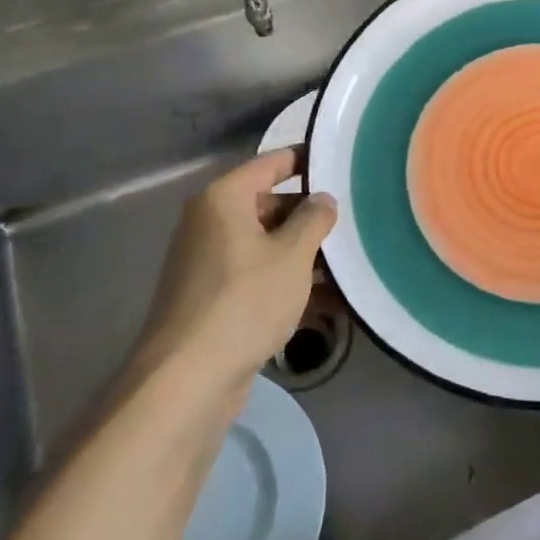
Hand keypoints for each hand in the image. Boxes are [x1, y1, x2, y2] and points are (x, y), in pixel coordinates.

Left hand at [137, 148, 336, 397]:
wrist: (187, 378)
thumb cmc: (244, 301)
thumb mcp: (292, 256)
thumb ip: (313, 219)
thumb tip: (322, 198)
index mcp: (223, 199)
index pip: (271, 163)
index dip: (306, 160)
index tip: (341, 163)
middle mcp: (210, 223)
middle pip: (268, 205)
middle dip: (309, 216)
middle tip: (352, 221)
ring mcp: (209, 263)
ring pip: (266, 245)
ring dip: (304, 254)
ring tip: (349, 263)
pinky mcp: (213, 298)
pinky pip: (257, 277)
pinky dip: (288, 283)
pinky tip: (328, 303)